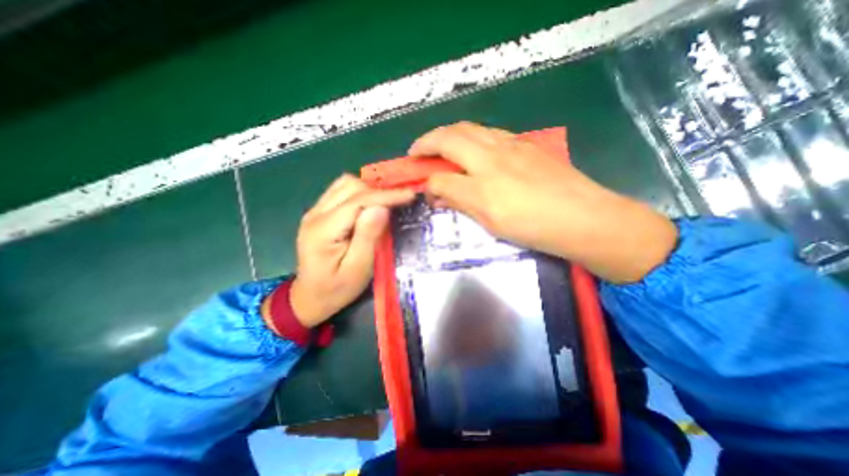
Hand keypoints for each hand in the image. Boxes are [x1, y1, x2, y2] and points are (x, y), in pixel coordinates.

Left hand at [288, 176, 415, 326]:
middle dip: (378, 192)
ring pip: (345, 185)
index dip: (386, 195)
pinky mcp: (318, 213)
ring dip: (369, 190)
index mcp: (323, 230)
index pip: (358, 201)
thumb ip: (368, 236)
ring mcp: (315, 211)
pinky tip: (370, 206)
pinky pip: (341, 192)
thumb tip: (381, 208)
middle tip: (399, 203)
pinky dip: (360, 193)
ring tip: (386, 204)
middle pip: (350, 187)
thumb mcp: (358, 268)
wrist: (309, 298)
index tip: (410, 195)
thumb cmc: (336, 289)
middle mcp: (315, 214)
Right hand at [407, 120, 681, 282]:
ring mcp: (512, 145)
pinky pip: (490, 134)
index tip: (416, 173)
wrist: (584, 218)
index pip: (441, 163)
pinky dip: (472, 138)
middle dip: (430, 140)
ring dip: (450, 135)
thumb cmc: (533, 225)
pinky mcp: (526, 146)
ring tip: (442, 149)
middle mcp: (494, 152)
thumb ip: (458, 200)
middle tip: (419, 153)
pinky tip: (474, 151)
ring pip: (471, 129)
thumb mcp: (489, 219)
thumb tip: (435, 193)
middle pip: (453, 134)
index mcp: (483, 175)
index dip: (424, 167)